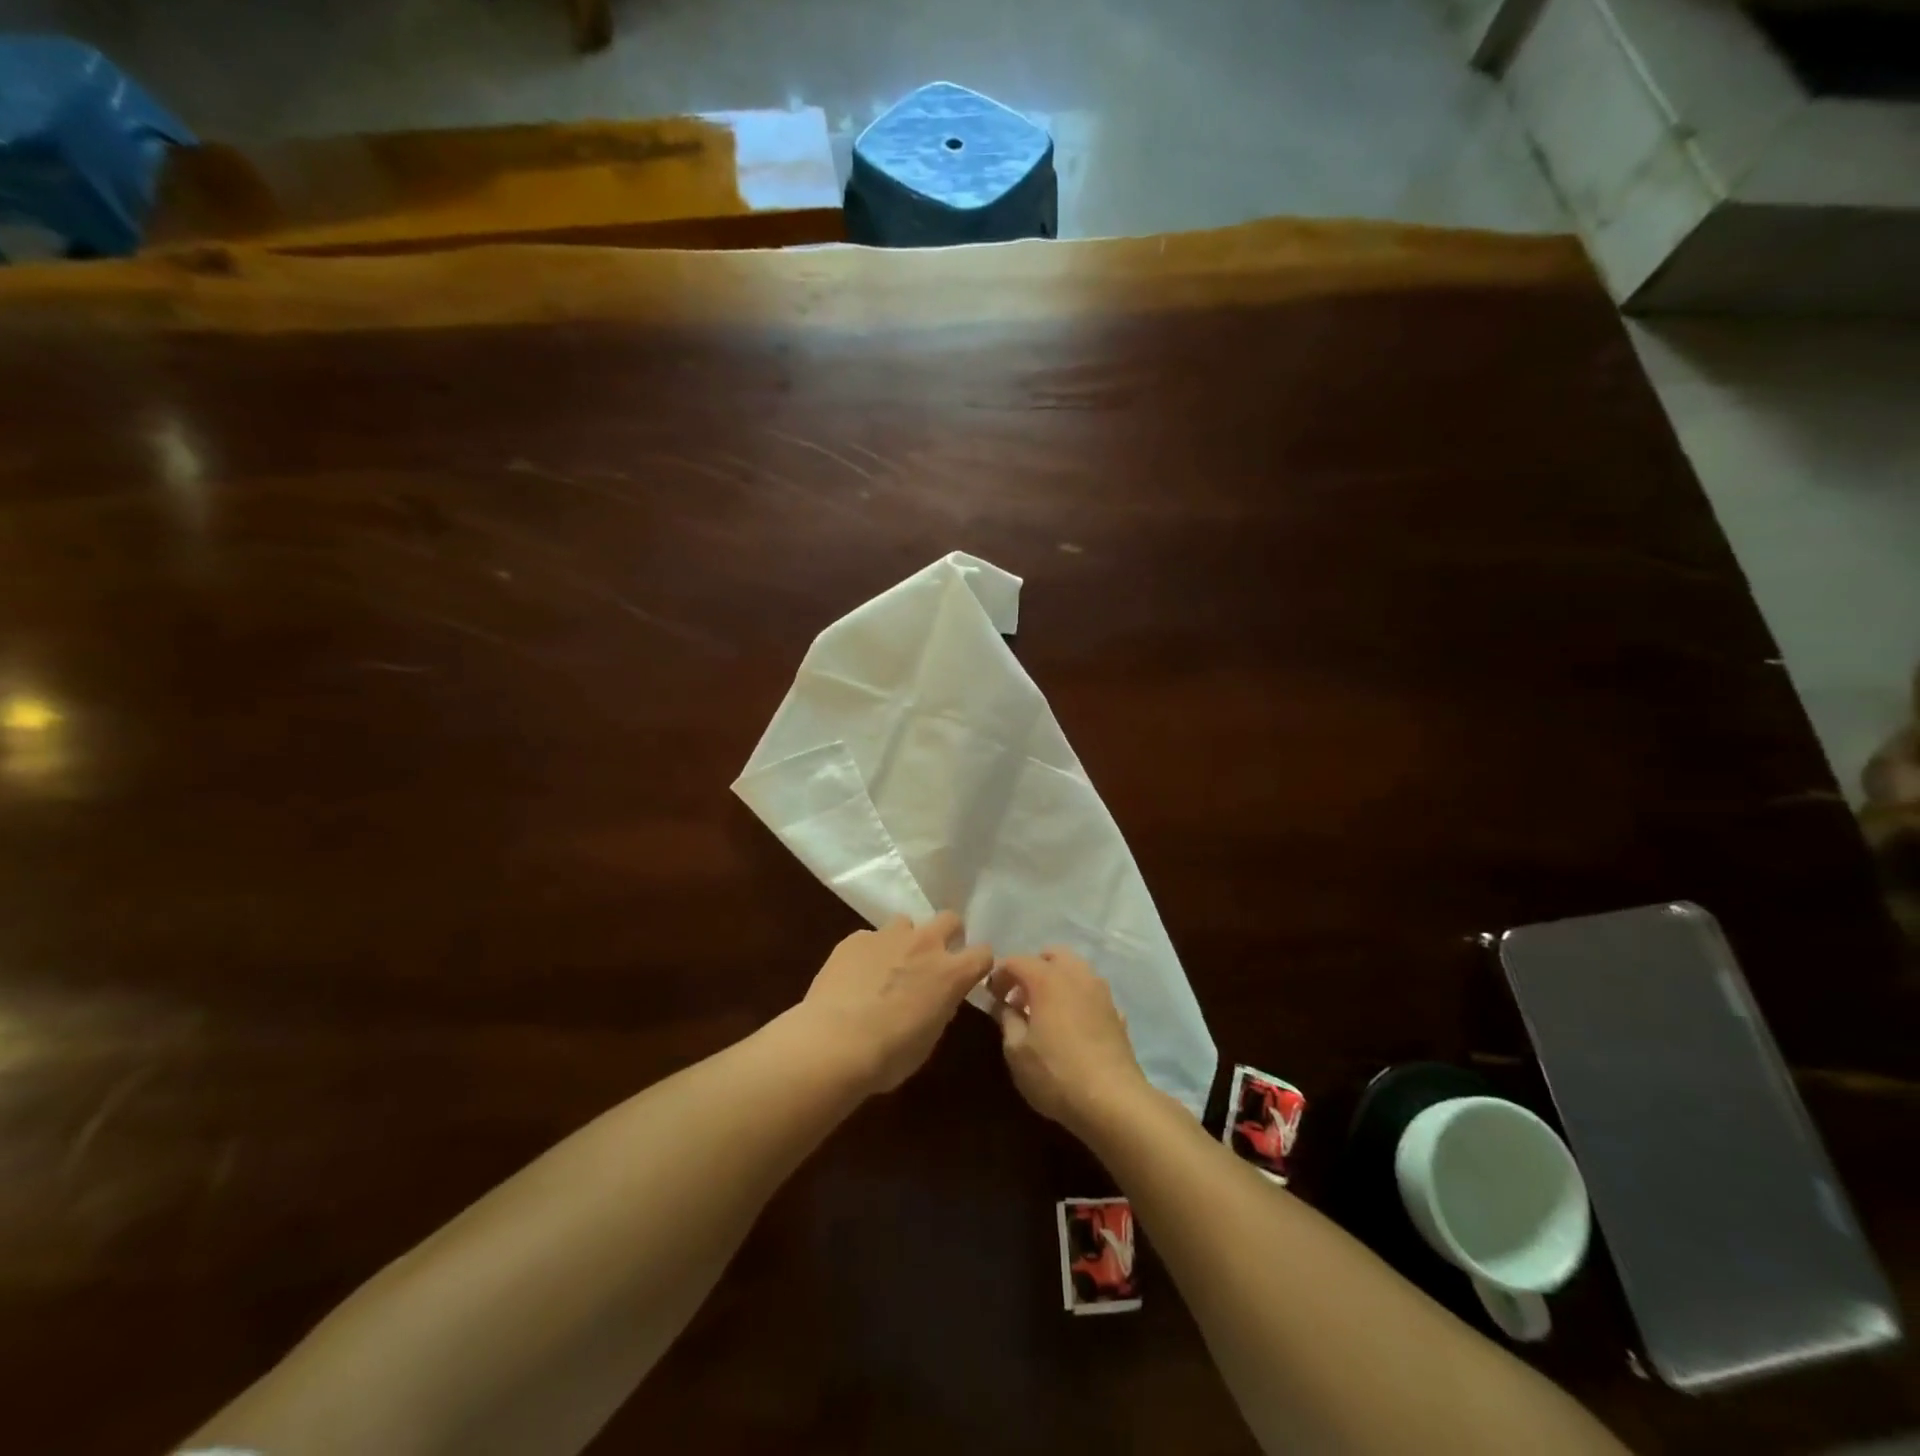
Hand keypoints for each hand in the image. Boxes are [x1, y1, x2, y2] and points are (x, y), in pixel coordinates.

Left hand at [800, 911, 993, 1093]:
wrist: (834, 1043)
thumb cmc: (889, 1055)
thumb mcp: (929, 1038)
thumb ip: (940, 1007)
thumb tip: (937, 997)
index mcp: (951, 974)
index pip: (983, 953)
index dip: (978, 964)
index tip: (969, 975)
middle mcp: (925, 944)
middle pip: (950, 919)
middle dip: (946, 934)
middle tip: (933, 960)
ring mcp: (888, 936)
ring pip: (906, 922)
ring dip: (904, 940)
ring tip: (889, 965)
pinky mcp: (855, 938)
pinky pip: (870, 937)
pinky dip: (869, 952)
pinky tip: (855, 976)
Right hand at [988, 948, 1150, 1133]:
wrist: (1113, 1100)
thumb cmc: (1056, 1073)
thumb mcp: (1016, 1051)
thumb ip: (1007, 1020)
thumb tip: (1005, 1006)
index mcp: (1047, 978)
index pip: (1016, 961)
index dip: (999, 975)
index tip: (991, 996)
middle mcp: (1076, 975)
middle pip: (1051, 955)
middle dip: (1032, 969)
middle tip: (1020, 997)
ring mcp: (1101, 991)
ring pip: (1075, 970)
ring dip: (1057, 981)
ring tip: (1045, 1011)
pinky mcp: (1116, 1012)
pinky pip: (1091, 993)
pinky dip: (1077, 999)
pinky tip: (1072, 1026)